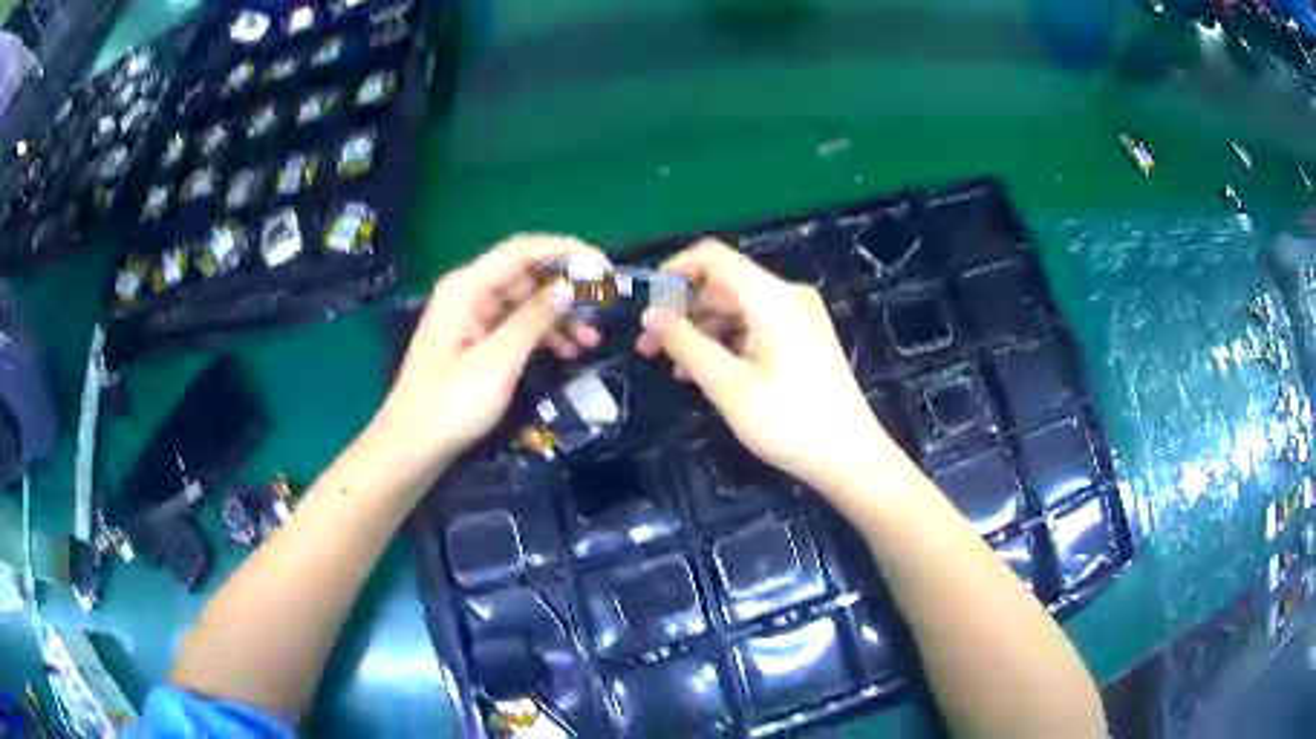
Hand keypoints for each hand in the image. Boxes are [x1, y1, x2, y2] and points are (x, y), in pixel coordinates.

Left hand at [373, 235, 605, 471]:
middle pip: (525, 275)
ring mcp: (470, 318)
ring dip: (558, 317)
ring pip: (524, 302)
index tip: (604, 268)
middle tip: (603, 312)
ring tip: (591, 342)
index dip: (566, 252)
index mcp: (467, 287)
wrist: (412, 448)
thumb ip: (535, 319)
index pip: (523, 250)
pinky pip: (514, 326)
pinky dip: (541, 335)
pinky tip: (566, 353)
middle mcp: (468, 293)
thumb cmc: (451, 404)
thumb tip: (570, 287)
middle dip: (565, 290)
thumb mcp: (499, 361)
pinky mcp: (474, 342)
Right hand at [636, 240, 903, 494]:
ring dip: (703, 331)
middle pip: (724, 284)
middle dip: (684, 310)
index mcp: (772, 297)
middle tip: (649, 348)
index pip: (714, 257)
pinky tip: (708, 373)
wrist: (850, 457)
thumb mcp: (728, 385)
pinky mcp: (805, 338)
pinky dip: (728, 342)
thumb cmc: (788, 421)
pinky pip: (757, 325)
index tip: (647, 302)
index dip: (675, 270)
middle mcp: (788, 296)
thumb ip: (685, 343)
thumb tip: (650, 314)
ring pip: (738, 308)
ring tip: (675, 369)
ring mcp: (800, 317)